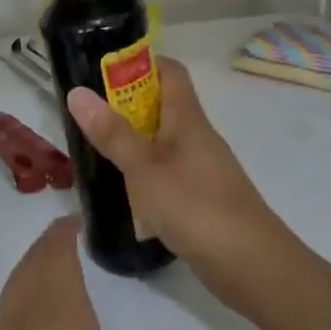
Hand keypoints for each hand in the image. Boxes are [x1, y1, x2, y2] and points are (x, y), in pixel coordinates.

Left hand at [0, 217, 156, 329]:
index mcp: (59, 318)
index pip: (57, 255)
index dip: (65, 232)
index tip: (79, 218)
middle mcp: (26, 317)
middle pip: (33, 263)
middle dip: (50, 243)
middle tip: (72, 234)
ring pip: (18, 282)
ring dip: (35, 264)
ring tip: (58, 263)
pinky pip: (11, 306)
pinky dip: (26, 290)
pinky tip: (40, 312)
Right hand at [65, 58, 284, 310]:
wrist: (252, 267)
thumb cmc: (197, 207)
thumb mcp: (145, 168)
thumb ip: (112, 133)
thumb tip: (77, 92)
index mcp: (188, 119)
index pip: (169, 72)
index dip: (138, 63)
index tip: (101, 67)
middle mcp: (196, 137)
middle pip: (160, 106)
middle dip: (123, 104)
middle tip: (83, 112)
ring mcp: (200, 169)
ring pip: (160, 141)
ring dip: (129, 141)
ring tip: (91, 148)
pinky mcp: (199, 198)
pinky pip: (164, 172)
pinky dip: (141, 173)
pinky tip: (119, 190)